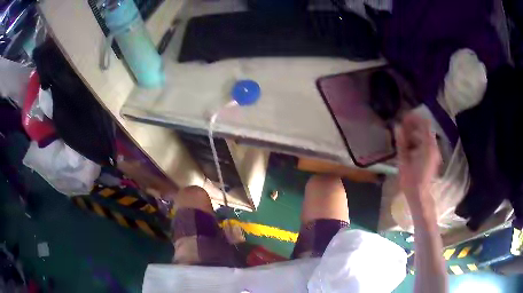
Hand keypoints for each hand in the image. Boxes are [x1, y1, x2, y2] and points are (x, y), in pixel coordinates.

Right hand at [395, 113, 440, 203]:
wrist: (419, 195)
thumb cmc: (410, 180)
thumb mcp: (403, 160)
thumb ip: (401, 142)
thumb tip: (397, 127)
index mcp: (428, 146)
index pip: (424, 124)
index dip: (414, 118)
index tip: (403, 118)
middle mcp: (434, 147)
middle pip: (425, 129)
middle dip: (414, 125)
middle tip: (402, 126)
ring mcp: (434, 152)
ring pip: (426, 136)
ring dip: (416, 133)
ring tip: (404, 136)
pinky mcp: (433, 157)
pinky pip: (427, 143)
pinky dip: (419, 140)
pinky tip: (410, 146)